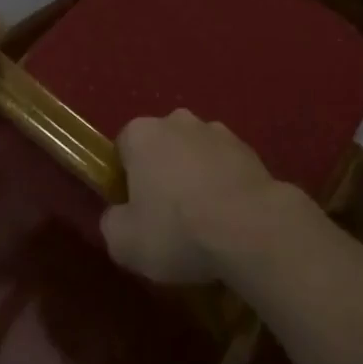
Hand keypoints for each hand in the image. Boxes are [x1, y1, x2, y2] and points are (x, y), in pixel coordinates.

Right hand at [99, 110, 304, 284]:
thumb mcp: (124, 242)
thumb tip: (118, 216)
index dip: (125, 181)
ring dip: (194, 178)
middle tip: (167, 218)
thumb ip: (111, 223)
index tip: (134, 211)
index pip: (123, 149)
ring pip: (195, 155)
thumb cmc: (178, 229)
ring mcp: (217, 131)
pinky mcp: (248, 148)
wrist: (251, 227)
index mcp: (142, 133)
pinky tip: (229, 219)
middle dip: (161, 175)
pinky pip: (224, 167)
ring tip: (203, 223)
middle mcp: (177, 121)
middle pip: (161, 147)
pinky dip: (223, 186)